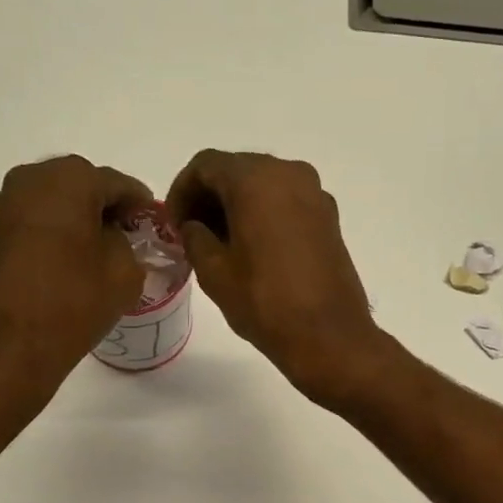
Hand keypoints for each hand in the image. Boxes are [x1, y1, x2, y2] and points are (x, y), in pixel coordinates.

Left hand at [0, 156, 153, 393]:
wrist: (3, 347)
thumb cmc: (72, 303)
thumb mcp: (125, 274)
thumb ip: (126, 244)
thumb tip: (110, 239)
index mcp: (69, 180)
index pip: (117, 183)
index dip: (139, 203)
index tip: (152, 221)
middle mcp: (28, 181)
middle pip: (78, 186)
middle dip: (102, 208)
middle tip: (124, 237)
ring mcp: (0, 208)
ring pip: (50, 205)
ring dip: (73, 222)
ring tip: (93, 255)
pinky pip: (29, 227)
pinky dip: (50, 238)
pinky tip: (63, 267)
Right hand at [166, 150, 386, 406]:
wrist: (329, 337)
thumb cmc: (265, 304)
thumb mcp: (214, 272)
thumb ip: (194, 237)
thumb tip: (194, 226)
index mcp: (256, 179)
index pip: (205, 165)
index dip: (182, 191)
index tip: (173, 225)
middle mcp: (289, 173)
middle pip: (237, 170)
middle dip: (209, 197)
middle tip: (192, 233)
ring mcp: (315, 195)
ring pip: (264, 185)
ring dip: (237, 206)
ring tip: (220, 244)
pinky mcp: (329, 219)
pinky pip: (287, 203)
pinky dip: (264, 215)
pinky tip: (252, 249)